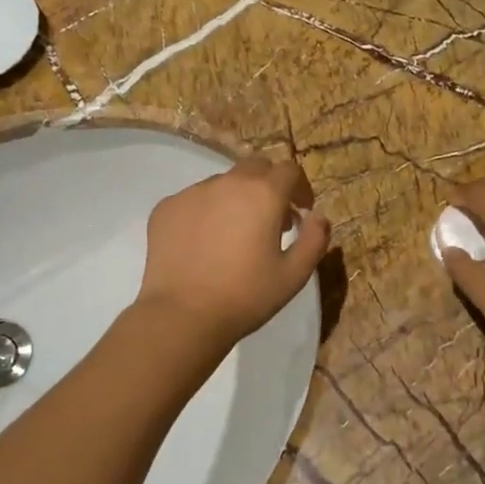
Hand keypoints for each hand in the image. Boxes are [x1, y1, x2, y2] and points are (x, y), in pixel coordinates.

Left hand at [135, 156, 330, 345]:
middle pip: (255, 167)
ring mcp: (192, 193)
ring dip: (236, 199)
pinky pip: (194, 200)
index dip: (300, 188)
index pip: (289, 170)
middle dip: (269, 186)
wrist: (183, 316)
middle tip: (272, 220)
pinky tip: (204, 244)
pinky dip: (206, 212)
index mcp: (263, 194)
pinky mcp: (166, 208)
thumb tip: (318, 216)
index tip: (301, 211)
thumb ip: (315, 239)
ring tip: (234, 235)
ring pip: (222, 183)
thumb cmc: (246, 296)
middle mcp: (227, 183)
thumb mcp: (294, 275)